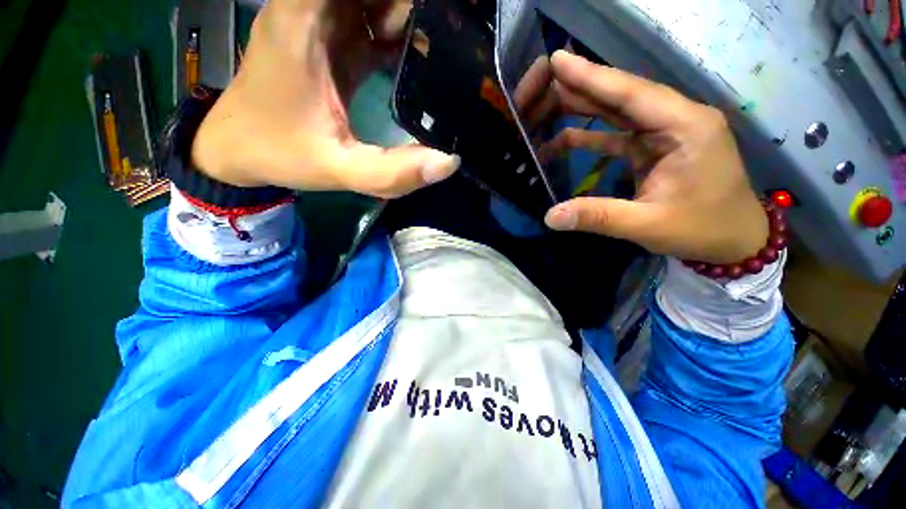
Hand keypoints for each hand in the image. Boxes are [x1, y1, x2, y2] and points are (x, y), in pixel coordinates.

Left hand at [191, 0, 459, 198]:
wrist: (239, 149)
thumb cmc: (281, 153)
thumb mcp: (340, 169)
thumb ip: (392, 172)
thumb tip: (449, 162)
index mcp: (306, 17)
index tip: (442, 16)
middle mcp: (312, 6)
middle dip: (414, 8)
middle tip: (454, 36)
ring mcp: (321, 20)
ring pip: (375, 0)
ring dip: (409, 15)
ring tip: (443, 46)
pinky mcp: (329, 40)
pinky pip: (370, 19)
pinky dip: (398, 29)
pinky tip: (421, 55)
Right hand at [540, 51, 767, 264]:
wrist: (733, 239)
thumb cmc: (702, 229)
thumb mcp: (648, 225)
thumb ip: (597, 217)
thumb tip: (550, 217)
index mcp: (685, 127)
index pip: (630, 94)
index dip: (592, 76)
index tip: (557, 61)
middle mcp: (674, 119)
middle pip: (619, 96)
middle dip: (577, 91)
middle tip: (537, 89)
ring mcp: (663, 133)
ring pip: (614, 113)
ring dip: (578, 110)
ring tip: (542, 111)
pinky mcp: (653, 148)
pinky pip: (615, 135)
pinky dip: (587, 137)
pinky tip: (560, 141)